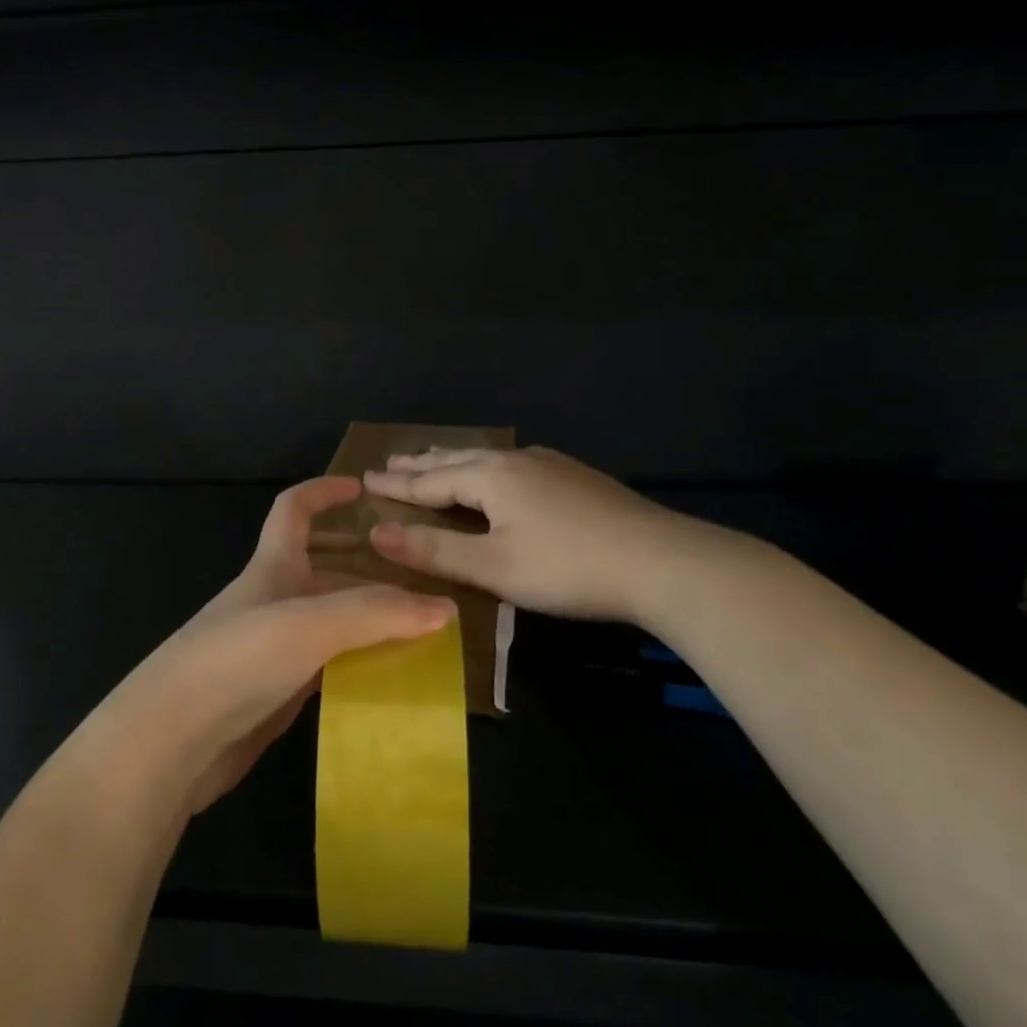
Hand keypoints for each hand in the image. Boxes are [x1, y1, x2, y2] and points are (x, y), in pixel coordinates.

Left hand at [101, 477, 454, 811]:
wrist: (171, 740)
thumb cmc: (237, 660)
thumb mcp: (310, 623)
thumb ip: (377, 612)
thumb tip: (445, 608)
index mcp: (271, 568)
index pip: (293, 510)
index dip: (323, 492)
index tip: (361, 488)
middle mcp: (271, 602)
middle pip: (324, 573)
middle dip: (367, 572)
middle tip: (420, 585)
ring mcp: (271, 651)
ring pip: (330, 625)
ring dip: (368, 625)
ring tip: (421, 637)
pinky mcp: (273, 696)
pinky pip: (326, 670)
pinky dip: (357, 669)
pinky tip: (389, 684)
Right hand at [363, 446, 721, 627]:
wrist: (661, 562)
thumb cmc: (567, 567)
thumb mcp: (493, 567)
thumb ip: (433, 551)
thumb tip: (376, 533)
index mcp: (490, 477)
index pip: (429, 481)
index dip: (396, 485)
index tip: (364, 479)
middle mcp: (515, 461)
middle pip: (455, 460)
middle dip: (420, 464)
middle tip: (390, 461)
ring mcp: (549, 465)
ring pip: (486, 459)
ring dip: (453, 462)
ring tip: (434, 459)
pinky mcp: (575, 477)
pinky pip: (513, 465)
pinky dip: (486, 468)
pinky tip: (500, 472)